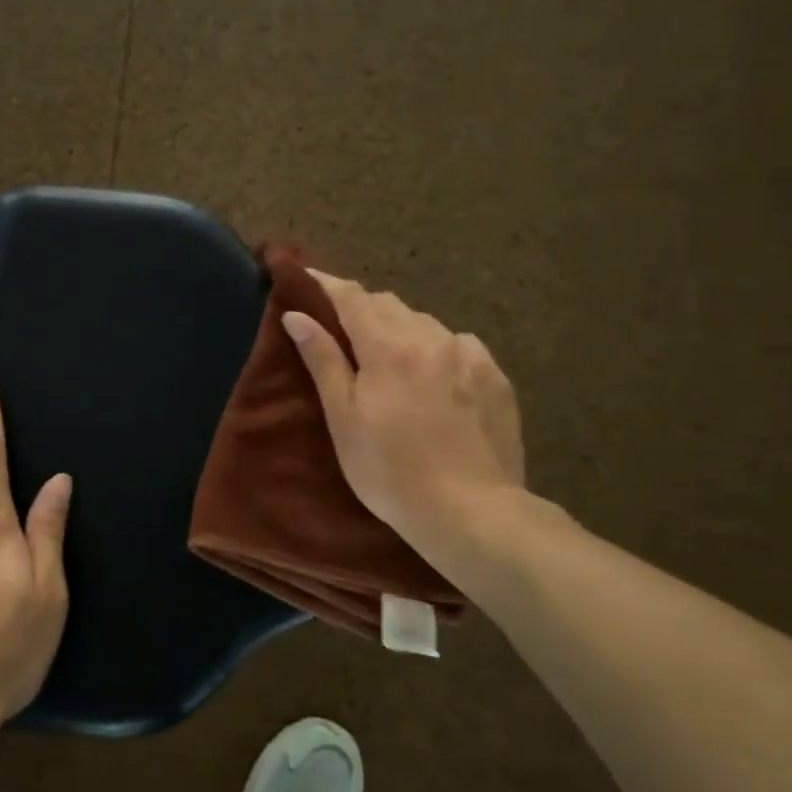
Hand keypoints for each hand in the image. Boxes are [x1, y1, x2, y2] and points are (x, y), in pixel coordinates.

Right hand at [282, 271, 525, 562]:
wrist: (472, 512)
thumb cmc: (391, 472)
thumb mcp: (344, 420)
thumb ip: (323, 361)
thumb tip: (296, 315)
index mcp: (388, 347)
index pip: (351, 297)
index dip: (326, 284)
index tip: (306, 279)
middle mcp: (431, 338)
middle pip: (388, 304)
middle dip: (361, 307)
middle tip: (343, 329)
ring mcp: (469, 355)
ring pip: (424, 323)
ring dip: (400, 328)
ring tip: (390, 359)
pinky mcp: (495, 376)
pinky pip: (457, 345)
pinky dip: (436, 349)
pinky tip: (435, 379)